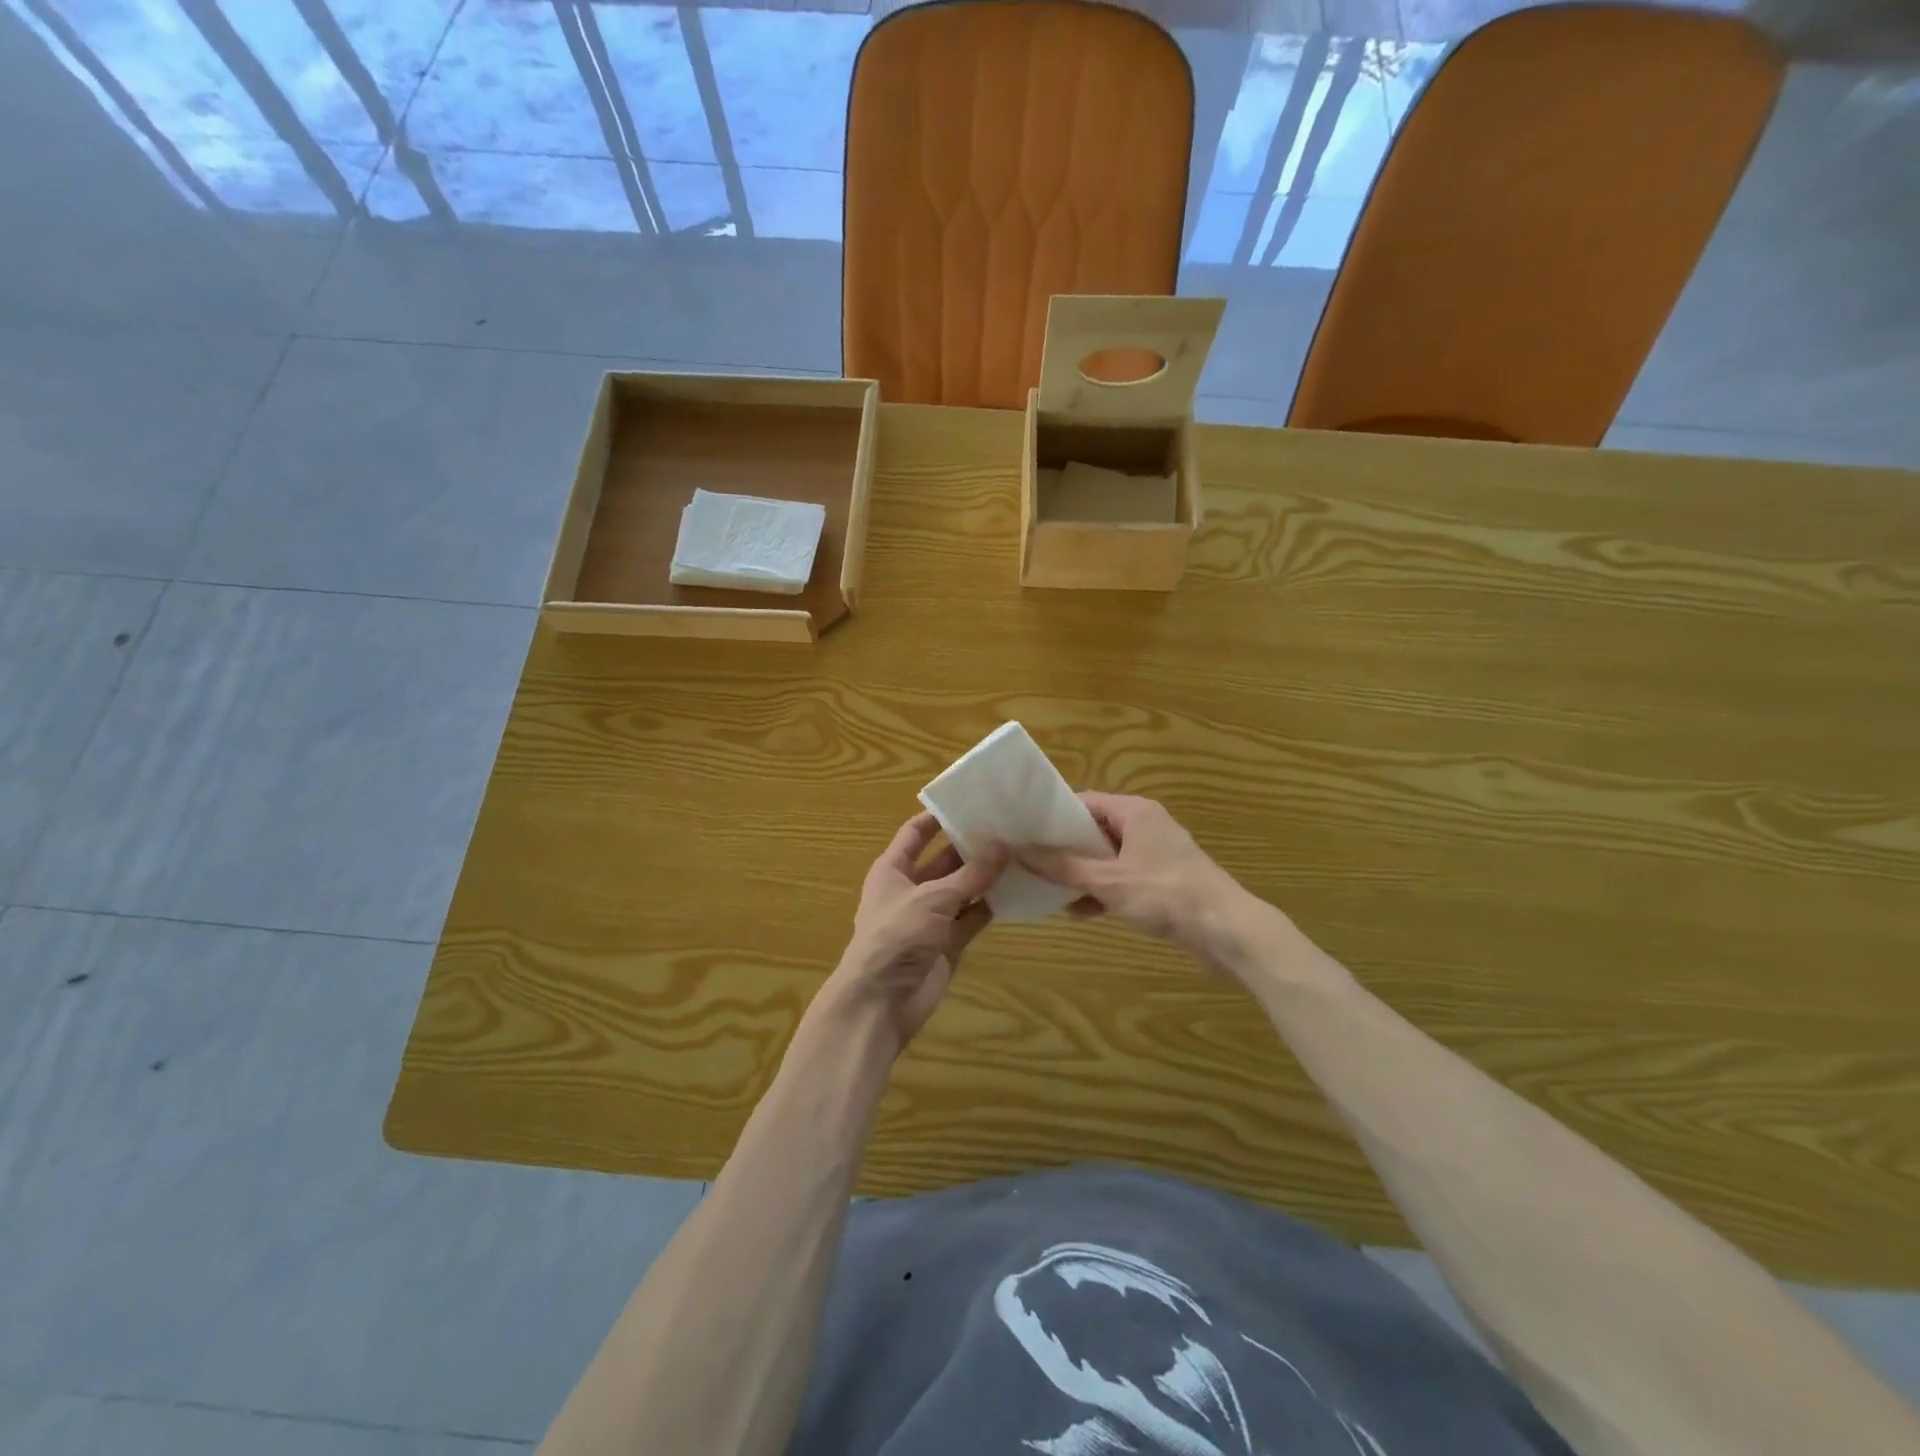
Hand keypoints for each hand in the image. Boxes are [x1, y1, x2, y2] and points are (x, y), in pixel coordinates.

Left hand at [817, 812, 1007, 1053]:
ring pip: (963, 889)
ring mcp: (931, 917)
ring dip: (987, 876)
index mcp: (893, 870)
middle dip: (973, 847)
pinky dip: (991, 906)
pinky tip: (1018, 890)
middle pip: (944, 860)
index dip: (938, 818)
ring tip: (1022, 853)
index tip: (971, 801)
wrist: (881, 1003)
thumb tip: (1004, 845)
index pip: (915, 833)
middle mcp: (911, 888)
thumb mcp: (933, 898)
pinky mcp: (948, 942)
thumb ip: (971, 874)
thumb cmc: (896, 937)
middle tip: (1010, 827)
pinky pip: (972, 917)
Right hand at [1019, 793, 1258, 964]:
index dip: (1054, 816)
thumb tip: (1021, 850)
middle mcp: (1146, 826)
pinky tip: (1079, 913)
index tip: (1026, 832)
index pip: (1085, 802)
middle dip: (1065, 850)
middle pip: (1095, 831)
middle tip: (1031, 863)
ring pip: (1108, 858)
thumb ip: (1063, 867)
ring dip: (1082, 875)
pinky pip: (1123, 880)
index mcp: (1135, 812)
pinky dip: (1103, 892)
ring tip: (1048, 892)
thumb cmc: (1165, 894)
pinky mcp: (1163, 882)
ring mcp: (1156, 855)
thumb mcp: (1108, 880)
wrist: (1227, 931)